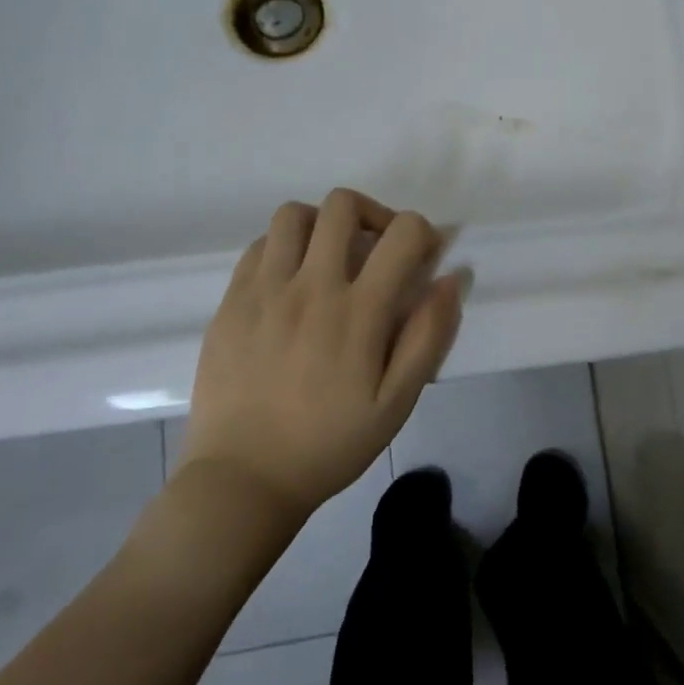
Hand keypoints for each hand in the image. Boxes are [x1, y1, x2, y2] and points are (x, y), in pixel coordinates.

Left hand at [178, 188, 466, 523]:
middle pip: (343, 205)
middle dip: (372, 214)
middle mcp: (311, 286)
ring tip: (329, 257)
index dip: (422, 231)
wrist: (243, 479)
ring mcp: (264, 290)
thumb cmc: (329, 444)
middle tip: (376, 248)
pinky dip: (284, 248)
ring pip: (293, 214)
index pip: (402, 232)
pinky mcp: (231, 301)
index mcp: (358, 311)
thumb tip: (452, 277)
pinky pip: (259, 246)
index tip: (422, 256)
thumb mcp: (396, 402)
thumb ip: (429, 335)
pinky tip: (290, 282)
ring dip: (322, 224)